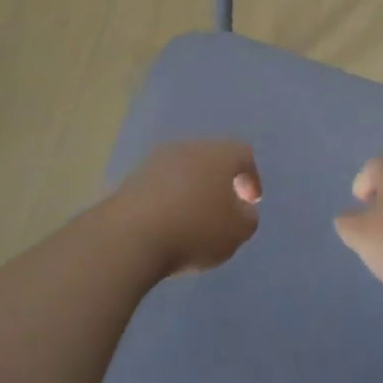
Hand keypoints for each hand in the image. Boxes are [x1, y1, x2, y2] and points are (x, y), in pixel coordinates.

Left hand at [112, 139, 261, 277]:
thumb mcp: (237, 232)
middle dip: (220, 181)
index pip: (243, 154)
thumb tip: (241, 209)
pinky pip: (160, 184)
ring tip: (193, 218)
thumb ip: (247, 217)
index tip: (250, 202)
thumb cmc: (195, 229)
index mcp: (219, 154)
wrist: (131, 235)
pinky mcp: (132, 177)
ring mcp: (157, 159)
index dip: (251, 177)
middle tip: (223, 207)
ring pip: (184, 169)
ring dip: (192, 189)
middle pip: (211, 158)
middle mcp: (189, 147)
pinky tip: (168, 222)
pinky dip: (168, 198)